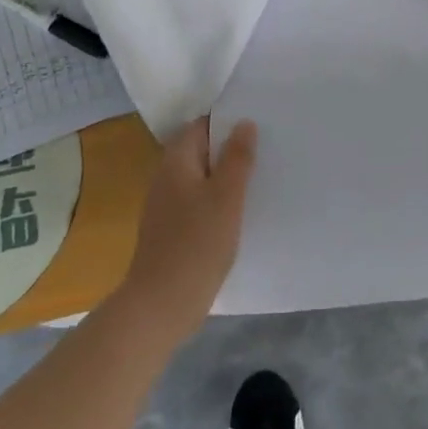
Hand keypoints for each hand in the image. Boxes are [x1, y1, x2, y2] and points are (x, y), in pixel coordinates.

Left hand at [118, 118, 257, 341]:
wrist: (161, 306)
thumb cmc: (197, 244)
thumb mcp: (226, 197)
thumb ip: (237, 158)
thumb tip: (243, 123)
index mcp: (176, 162)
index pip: (201, 126)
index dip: (227, 122)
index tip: (257, 126)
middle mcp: (166, 177)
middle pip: (200, 151)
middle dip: (229, 150)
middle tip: (265, 152)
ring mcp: (165, 206)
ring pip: (200, 178)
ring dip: (225, 177)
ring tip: (259, 180)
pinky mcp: (170, 230)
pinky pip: (197, 202)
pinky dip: (217, 201)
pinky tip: (239, 214)